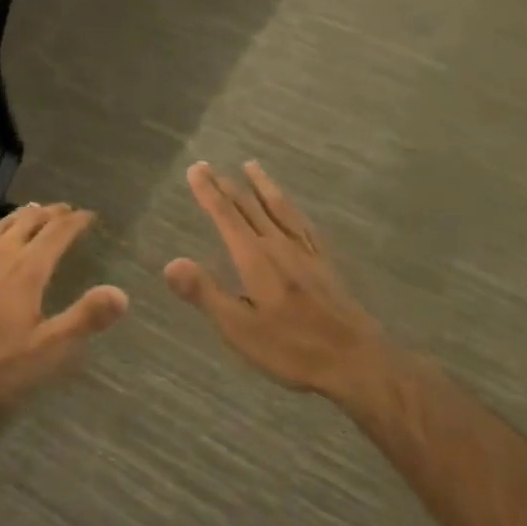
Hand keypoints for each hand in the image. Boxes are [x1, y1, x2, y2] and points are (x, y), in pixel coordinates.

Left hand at [0, 204, 127, 405]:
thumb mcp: (46, 348)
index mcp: (28, 269)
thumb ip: (84, 318)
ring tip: (33, 211)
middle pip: (30, 221)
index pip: (58, 233)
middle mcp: (1, 252)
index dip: (76, 221)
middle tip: (65, 211)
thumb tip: (122, 293)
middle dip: (51, 213)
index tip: (89, 216)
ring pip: (0, 225)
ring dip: (20, 215)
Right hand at [165, 162, 388, 398]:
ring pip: (279, 208)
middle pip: (250, 207)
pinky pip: (303, 223)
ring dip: (262, 185)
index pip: (226, 216)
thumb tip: (170, 263)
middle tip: (210, 165)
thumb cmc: (291, 348)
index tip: (195, 169)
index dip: (208, 192)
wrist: (356, 360)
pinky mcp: (324, 263)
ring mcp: (305, 252)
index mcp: (255, 258)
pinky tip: (291, 207)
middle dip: (227, 185)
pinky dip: (291, 207)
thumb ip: (205, 293)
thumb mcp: (239, 328)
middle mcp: (279, 245)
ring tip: (251, 166)